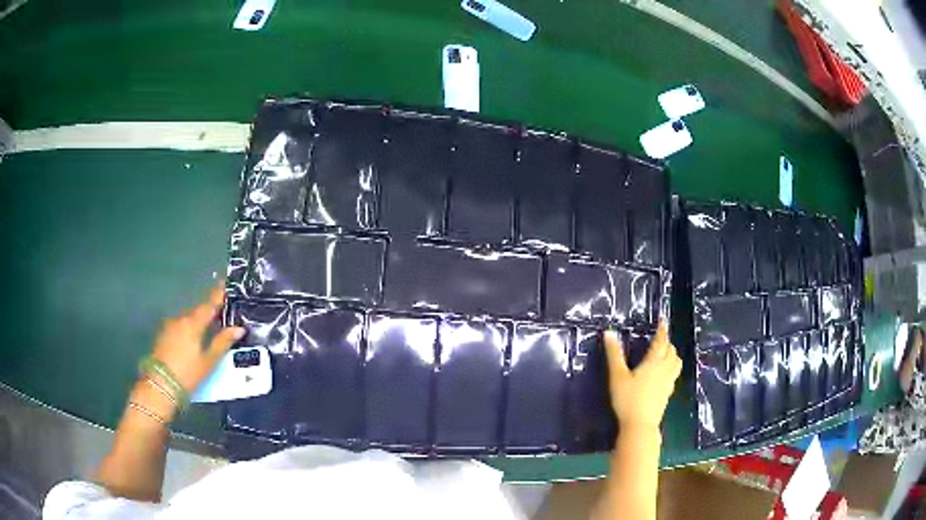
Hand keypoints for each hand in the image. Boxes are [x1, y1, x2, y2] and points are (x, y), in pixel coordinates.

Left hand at [149, 283, 244, 393]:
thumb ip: (223, 342)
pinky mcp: (162, 334)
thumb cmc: (188, 373)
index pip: (209, 305)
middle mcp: (180, 319)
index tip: (224, 283)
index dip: (217, 294)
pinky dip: (187, 329)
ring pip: (187, 319)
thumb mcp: (209, 361)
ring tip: (205, 331)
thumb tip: (239, 328)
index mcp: (193, 323)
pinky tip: (190, 340)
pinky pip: (179, 326)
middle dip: (207, 312)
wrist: (160, 384)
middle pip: (197, 311)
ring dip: (196, 322)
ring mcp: (169, 326)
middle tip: (219, 315)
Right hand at [604, 320, 681, 430]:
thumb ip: (614, 355)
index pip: (661, 341)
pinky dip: (671, 367)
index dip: (662, 330)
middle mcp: (664, 369)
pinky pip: (674, 374)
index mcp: (654, 361)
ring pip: (676, 362)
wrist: (640, 425)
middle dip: (666, 342)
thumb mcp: (617, 376)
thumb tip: (608, 332)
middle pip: (671, 350)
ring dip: (672, 354)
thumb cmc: (628, 399)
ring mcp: (668, 381)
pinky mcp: (668, 393)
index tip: (662, 321)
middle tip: (659, 339)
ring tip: (664, 353)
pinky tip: (663, 374)